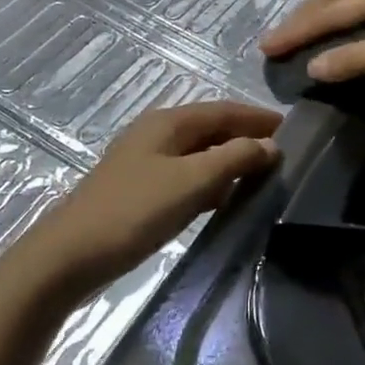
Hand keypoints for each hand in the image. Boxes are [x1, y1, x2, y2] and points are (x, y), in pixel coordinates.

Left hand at [9, 100, 281, 293]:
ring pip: (198, 153)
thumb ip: (233, 159)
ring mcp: (145, 161)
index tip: (293, 129)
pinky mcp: (139, 189)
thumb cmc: (134, 211)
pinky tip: (222, 201)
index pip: (223, 110)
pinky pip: (185, 176)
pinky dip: (208, 182)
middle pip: (210, 128)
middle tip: (282, 157)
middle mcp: (156, 133)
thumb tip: (269, 145)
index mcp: (168, 122)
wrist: (71, 255)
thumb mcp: (191, 183)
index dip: (257, 118)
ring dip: (228, 162)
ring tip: (261, 178)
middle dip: (244, 138)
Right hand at [259, 0, 364, 84]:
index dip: (297, 30)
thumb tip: (313, 68)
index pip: (331, 10)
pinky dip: (353, 17)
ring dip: (329, 11)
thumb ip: (362, 58)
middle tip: (282, 35)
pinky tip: (357, 29)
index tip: (266, 49)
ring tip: (309, 27)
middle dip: (307, 14)